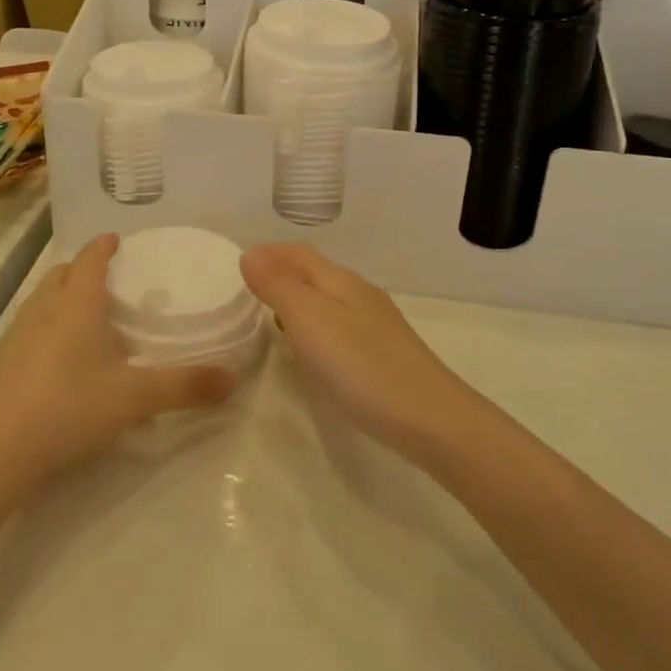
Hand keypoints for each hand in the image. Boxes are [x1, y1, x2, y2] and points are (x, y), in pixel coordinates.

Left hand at [0, 234, 234, 491]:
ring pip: (40, 298)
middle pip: (62, 274)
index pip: (90, 260)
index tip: (115, 238)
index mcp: (76, 304)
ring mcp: (15, 333)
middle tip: (105, 277)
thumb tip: (232, 380)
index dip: (104, 246)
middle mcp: (43, 309)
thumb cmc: (69, 408)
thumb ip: (184, 386)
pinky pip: (26, 326)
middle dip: (82, 268)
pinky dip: (44, 324)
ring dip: (60, 294)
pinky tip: (55, 355)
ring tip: (82, 312)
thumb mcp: (135, 398)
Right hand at [240, 243, 471, 456]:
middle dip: (281, 275)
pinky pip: (339, 326)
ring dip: (297, 301)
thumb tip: (251, 253)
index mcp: (340, 280)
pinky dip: (315, 327)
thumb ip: (279, 285)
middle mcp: (359, 293)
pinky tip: (311, 351)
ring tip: (271, 320)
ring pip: (327, 299)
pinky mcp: (383, 353)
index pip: (299, 252)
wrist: (430, 419)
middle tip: (248, 294)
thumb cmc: (361, 365)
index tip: (239, 267)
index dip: (269, 254)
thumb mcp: (309, 320)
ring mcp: (375, 324)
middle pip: (314, 272)